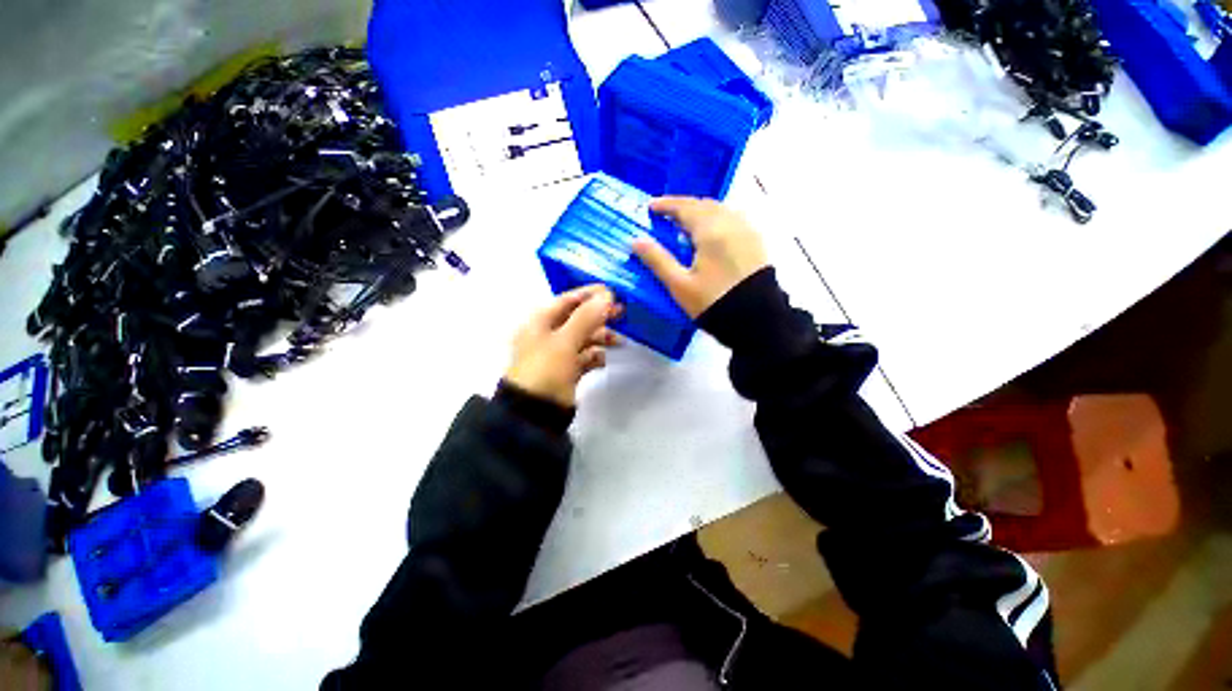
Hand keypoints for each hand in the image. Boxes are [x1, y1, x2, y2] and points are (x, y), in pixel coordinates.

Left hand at [505, 286, 620, 406]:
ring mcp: (558, 353)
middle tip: (622, 313)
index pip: (567, 300)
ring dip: (601, 337)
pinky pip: (585, 357)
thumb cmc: (545, 369)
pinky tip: (603, 360)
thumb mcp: (564, 341)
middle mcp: (548, 334)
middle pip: (578, 318)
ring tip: (619, 341)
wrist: (535, 413)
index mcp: (540, 321)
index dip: (589, 294)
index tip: (612, 292)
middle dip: (599, 315)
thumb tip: (606, 295)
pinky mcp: (567, 371)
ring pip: (584, 338)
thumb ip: (586, 317)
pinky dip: (595, 356)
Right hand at [632, 197, 768, 318]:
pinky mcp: (756, 242)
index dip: (666, 205)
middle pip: (704, 205)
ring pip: (721, 210)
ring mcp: (747, 231)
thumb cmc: (713, 302)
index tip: (651, 206)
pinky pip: (733, 220)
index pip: (685, 207)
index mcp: (710, 230)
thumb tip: (636, 241)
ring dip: (701, 212)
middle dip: (683, 207)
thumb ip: (657, 260)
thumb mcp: (680, 285)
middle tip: (667, 216)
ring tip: (687, 225)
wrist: (757, 320)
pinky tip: (711, 235)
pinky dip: (717, 220)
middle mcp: (731, 223)